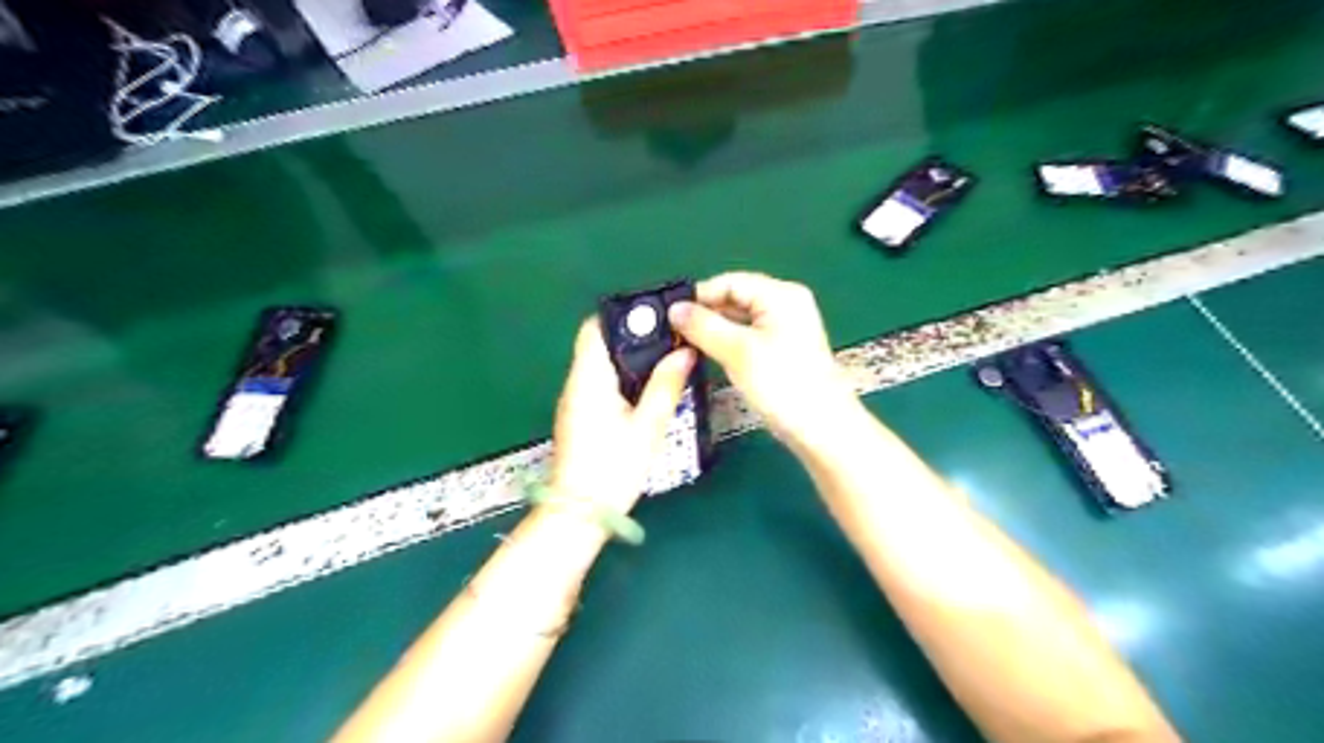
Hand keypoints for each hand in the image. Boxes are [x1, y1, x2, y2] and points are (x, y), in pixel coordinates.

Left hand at [550, 320, 696, 515]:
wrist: (579, 512)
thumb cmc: (613, 468)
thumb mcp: (648, 427)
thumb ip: (665, 385)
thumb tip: (684, 351)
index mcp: (589, 378)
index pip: (595, 328)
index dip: (622, 316)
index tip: (656, 317)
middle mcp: (577, 383)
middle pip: (600, 344)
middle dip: (634, 338)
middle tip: (672, 340)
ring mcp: (576, 401)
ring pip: (602, 365)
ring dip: (631, 359)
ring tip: (667, 360)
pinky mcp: (580, 417)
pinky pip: (601, 384)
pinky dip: (624, 379)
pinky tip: (649, 389)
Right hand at [667, 272, 865, 447]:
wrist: (821, 428)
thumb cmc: (783, 385)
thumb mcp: (738, 352)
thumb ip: (703, 327)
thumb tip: (674, 309)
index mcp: (781, 295)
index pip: (730, 282)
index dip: (699, 296)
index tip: (670, 315)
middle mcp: (786, 304)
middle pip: (736, 298)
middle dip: (705, 314)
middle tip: (674, 332)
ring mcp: (786, 327)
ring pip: (740, 319)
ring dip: (715, 330)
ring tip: (686, 344)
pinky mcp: (783, 349)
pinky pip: (748, 336)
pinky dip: (729, 342)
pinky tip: (710, 355)